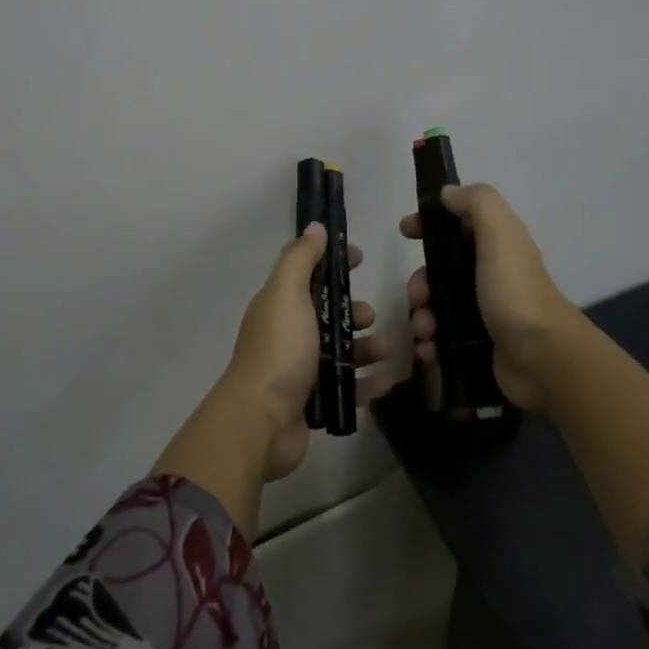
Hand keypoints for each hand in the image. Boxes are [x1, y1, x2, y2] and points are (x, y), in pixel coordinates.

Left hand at [219, 222, 385, 480]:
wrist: (261, 422)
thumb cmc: (279, 350)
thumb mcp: (287, 294)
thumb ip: (300, 259)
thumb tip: (315, 226)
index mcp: (278, 305)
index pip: (308, 274)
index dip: (333, 263)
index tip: (360, 257)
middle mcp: (287, 334)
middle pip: (327, 314)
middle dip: (353, 311)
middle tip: (370, 317)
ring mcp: (299, 370)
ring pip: (340, 352)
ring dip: (365, 348)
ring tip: (386, 351)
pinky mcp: (312, 403)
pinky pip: (346, 388)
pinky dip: (365, 384)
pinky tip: (385, 382)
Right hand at [399, 183, 579, 413]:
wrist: (543, 359)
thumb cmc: (516, 292)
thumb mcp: (500, 235)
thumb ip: (477, 203)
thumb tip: (448, 193)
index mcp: (496, 245)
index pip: (457, 223)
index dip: (430, 223)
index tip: (406, 231)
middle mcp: (489, 274)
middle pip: (440, 268)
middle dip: (420, 281)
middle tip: (418, 296)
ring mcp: (483, 311)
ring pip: (436, 304)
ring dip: (421, 314)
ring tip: (425, 330)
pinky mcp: (477, 343)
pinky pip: (441, 336)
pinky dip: (430, 341)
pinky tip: (429, 348)